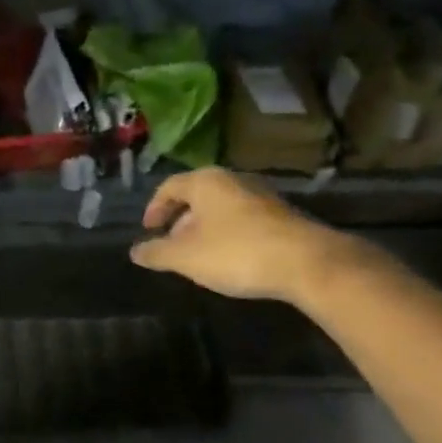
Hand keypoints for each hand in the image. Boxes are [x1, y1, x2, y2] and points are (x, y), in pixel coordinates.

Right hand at [129, 167, 364, 307]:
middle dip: (179, 220)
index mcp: (206, 181)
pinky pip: (241, 218)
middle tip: (170, 244)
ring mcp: (260, 195)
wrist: (306, 262)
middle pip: (196, 195)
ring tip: (197, 255)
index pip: (170, 186)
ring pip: (220, 207)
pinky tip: (229, 259)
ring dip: (204, 228)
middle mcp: (233, 180)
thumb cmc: (236, 252)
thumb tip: (135, 251)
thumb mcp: (186, 257)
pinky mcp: (280, 214)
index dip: (154, 208)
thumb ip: (157, 253)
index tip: (148, 230)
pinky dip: (226, 233)